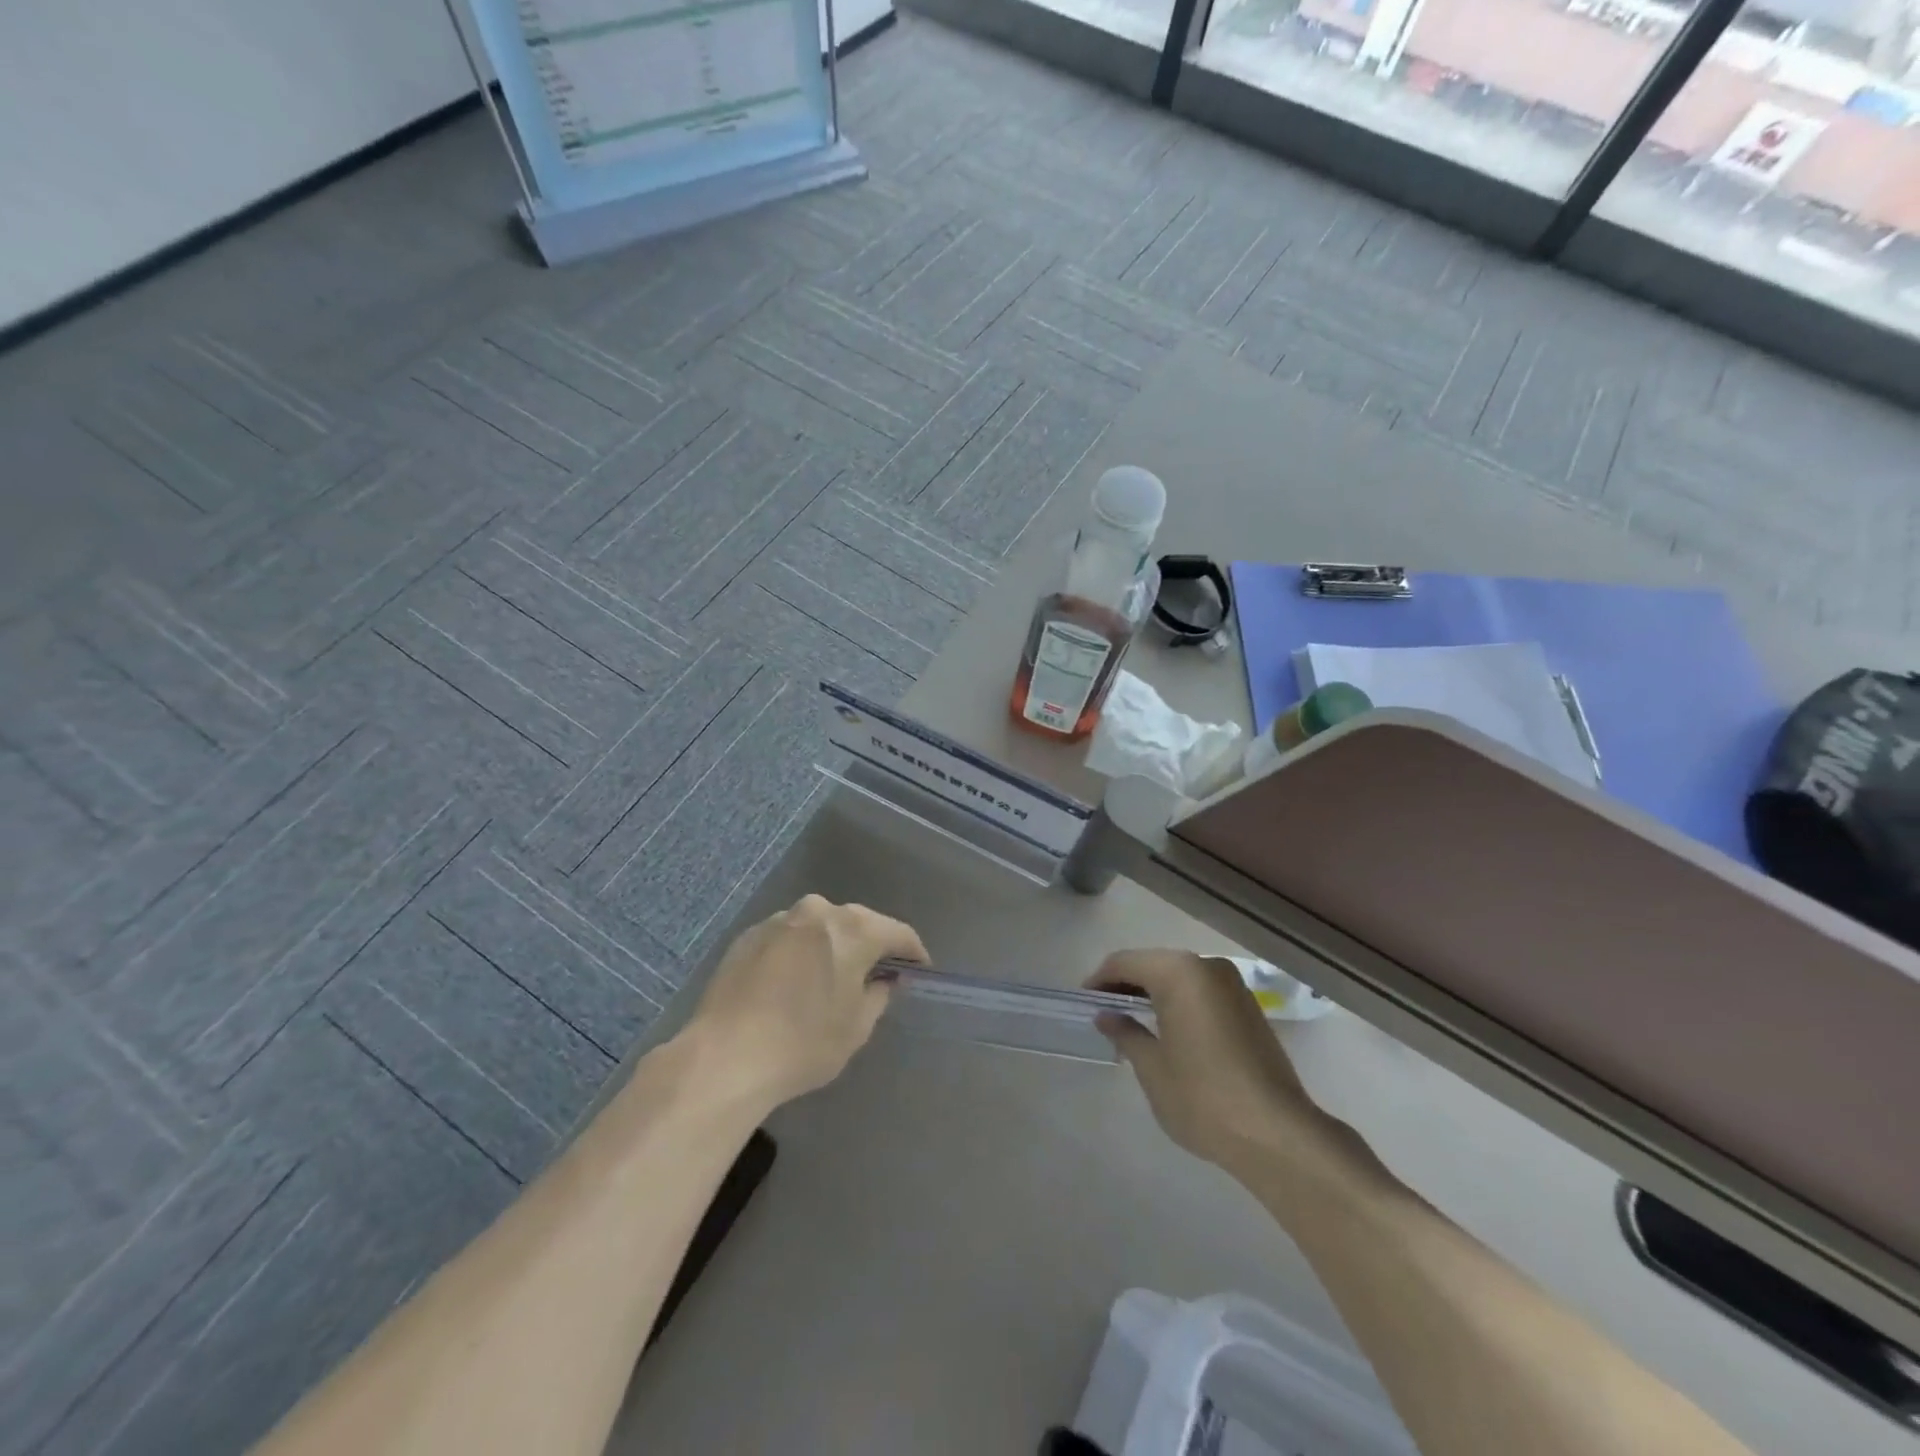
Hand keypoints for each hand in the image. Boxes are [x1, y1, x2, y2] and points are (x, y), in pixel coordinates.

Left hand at [688, 895, 926, 1110]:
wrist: (724, 1056)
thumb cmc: (803, 1043)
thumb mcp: (857, 1027)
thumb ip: (878, 994)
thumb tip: (883, 979)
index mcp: (853, 928)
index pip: (898, 933)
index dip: (913, 953)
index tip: (919, 971)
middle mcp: (818, 911)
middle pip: (858, 924)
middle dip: (870, 946)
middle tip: (876, 975)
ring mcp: (779, 920)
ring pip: (819, 928)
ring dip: (831, 946)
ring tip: (829, 979)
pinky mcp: (748, 935)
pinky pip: (788, 938)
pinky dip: (798, 953)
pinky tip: (791, 983)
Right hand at [1090, 950, 1347, 1182]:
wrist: (1277, 1134)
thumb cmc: (1203, 1097)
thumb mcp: (1152, 1067)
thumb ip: (1126, 1033)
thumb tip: (1106, 1016)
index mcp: (1179, 972)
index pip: (1125, 962)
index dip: (1100, 980)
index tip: (1084, 1002)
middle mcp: (1207, 966)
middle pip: (1154, 964)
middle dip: (1127, 984)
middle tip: (1104, 1012)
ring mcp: (1233, 985)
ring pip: (1180, 977)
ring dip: (1154, 993)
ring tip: (1132, 1023)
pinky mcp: (1249, 1007)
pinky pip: (1202, 992)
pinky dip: (1180, 1002)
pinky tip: (1168, 1030)